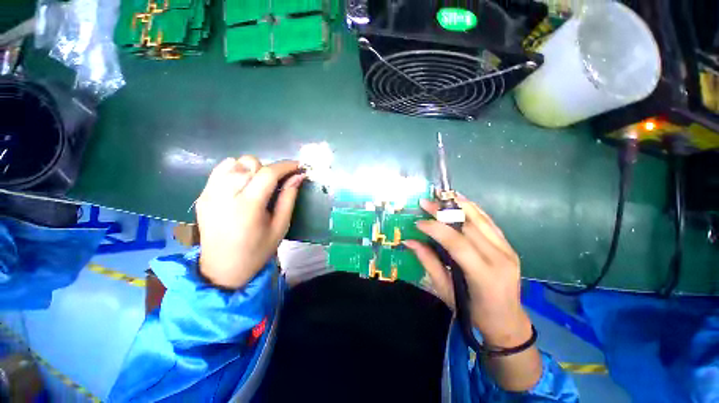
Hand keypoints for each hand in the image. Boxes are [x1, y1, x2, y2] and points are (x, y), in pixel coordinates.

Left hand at [195, 156, 304, 288]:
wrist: (222, 268)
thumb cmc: (257, 250)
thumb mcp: (280, 226)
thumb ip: (289, 198)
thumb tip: (298, 176)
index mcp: (247, 207)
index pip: (268, 173)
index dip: (286, 166)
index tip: (298, 166)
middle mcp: (224, 195)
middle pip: (250, 163)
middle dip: (269, 169)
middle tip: (276, 184)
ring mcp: (209, 193)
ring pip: (234, 162)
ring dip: (252, 169)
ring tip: (258, 185)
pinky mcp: (202, 195)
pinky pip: (221, 170)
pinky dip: (236, 171)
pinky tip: (242, 185)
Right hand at [404, 196, 541, 391]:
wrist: (508, 322)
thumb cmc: (474, 312)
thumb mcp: (446, 291)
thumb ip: (428, 263)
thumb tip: (409, 242)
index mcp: (484, 275)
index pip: (457, 243)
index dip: (435, 229)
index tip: (418, 222)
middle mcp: (500, 258)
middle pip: (469, 226)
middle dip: (443, 212)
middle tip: (425, 202)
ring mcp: (508, 250)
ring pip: (481, 219)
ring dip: (458, 204)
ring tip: (441, 195)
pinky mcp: (509, 246)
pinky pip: (488, 222)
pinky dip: (472, 209)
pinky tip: (460, 201)